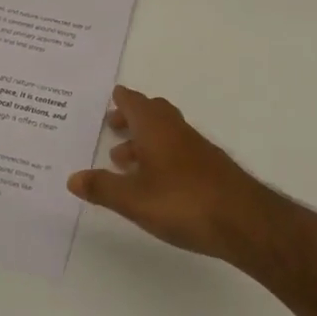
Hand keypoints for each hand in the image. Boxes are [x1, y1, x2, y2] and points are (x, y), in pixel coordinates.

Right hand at [67, 86, 279, 261]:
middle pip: (153, 113)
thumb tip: (73, 178)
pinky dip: (161, 155)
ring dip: (145, 140)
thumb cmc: (183, 202)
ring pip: (166, 133)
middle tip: (113, 126)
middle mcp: (177, 131)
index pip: (136, 102)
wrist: (243, 220)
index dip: (122, 99)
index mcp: (156, 128)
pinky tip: (154, 180)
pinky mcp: (210, 168)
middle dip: (132, 117)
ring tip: (124, 159)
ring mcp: (197, 149)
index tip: (113, 95)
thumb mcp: (134, 199)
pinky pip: (178, 151)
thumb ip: (103, 187)